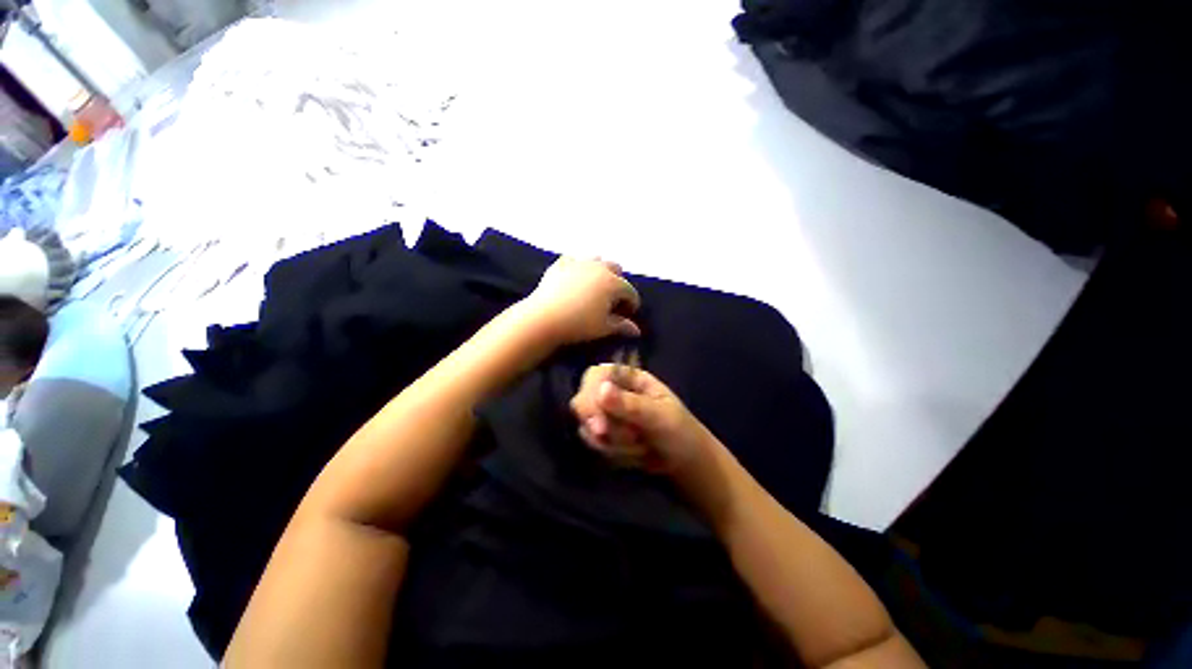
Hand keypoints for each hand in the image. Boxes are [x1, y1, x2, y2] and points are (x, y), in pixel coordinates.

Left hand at [522, 257, 641, 344]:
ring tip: (594, 288)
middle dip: (618, 283)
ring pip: (596, 260)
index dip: (631, 304)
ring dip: (600, 271)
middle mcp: (599, 267)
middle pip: (616, 269)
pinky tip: (575, 280)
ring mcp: (579, 262)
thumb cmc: (579, 324)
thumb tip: (636, 330)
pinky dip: (579, 268)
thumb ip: (622, 326)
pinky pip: (575, 261)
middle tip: (611, 300)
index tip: (626, 315)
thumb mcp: (604, 328)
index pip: (630, 292)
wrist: (544, 318)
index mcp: (613, 283)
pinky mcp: (561, 264)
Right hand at [569, 364, 714, 477]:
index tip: (598, 422)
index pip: (595, 375)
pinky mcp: (603, 434)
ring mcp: (605, 413)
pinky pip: (591, 441)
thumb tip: (602, 390)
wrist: (683, 462)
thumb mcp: (660, 416)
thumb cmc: (679, 430)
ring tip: (638, 444)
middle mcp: (612, 391)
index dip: (591, 394)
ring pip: (586, 424)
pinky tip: (631, 453)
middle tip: (608, 436)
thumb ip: (631, 404)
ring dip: (610, 441)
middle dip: (597, 422)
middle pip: (583, 399)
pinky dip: (609, 451)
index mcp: (628, 377)